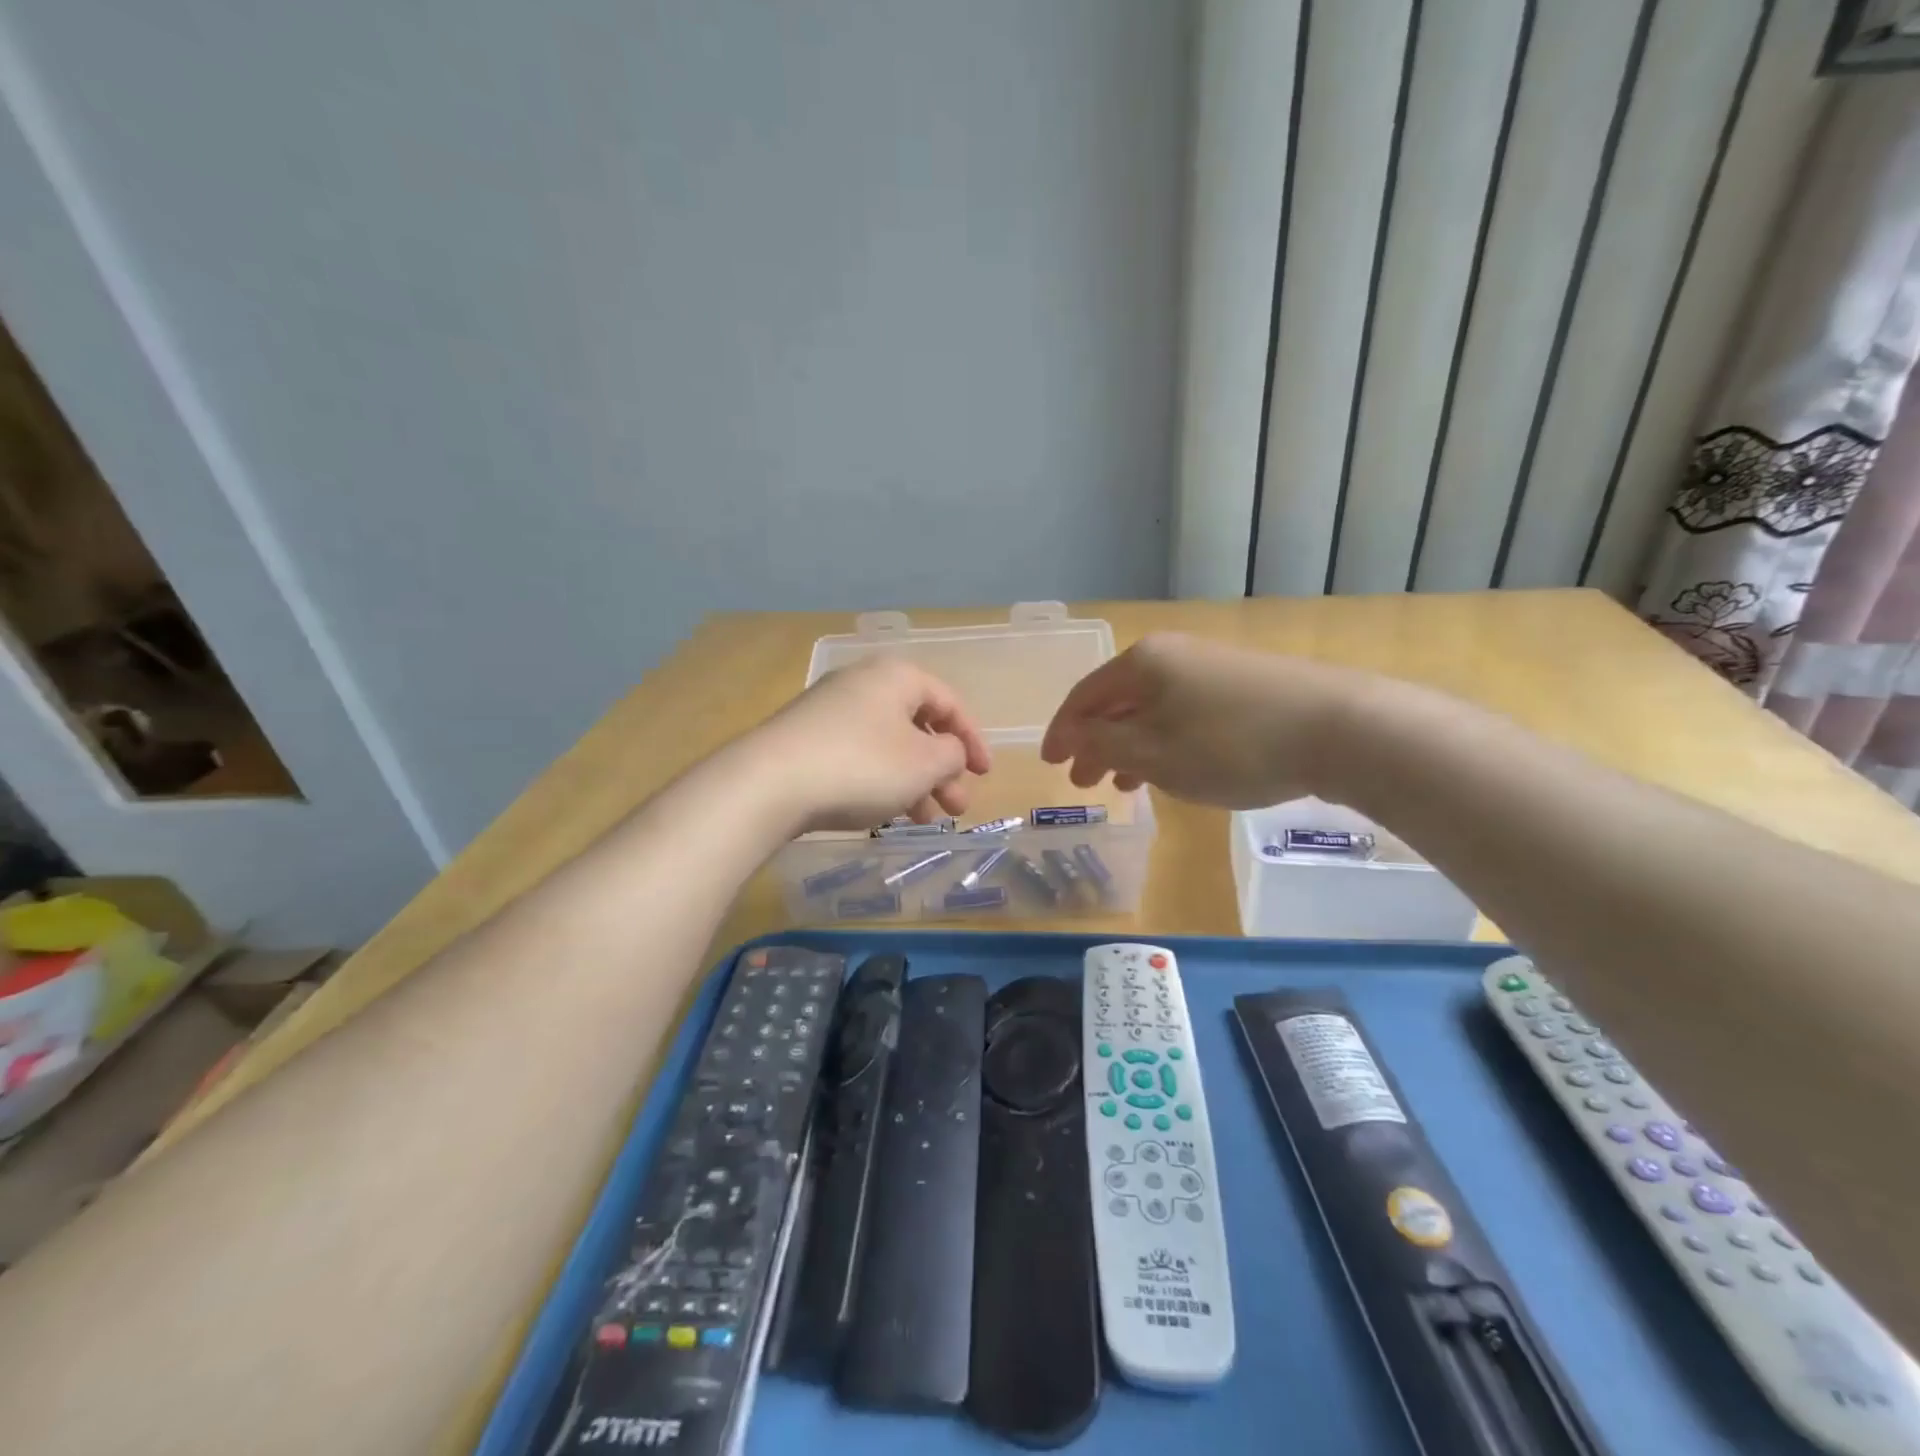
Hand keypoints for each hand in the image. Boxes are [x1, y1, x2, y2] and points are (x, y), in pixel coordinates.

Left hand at [750, 655, 991, 832]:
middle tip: (957, 807)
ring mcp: (830, 711)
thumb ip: (952, 754)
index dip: (973, 740)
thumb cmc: (862, 765)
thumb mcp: (924, 763)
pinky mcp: (807, 741)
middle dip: (943, 770)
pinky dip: (882, 782)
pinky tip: (888, 813)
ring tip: (927, 820)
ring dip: (915, 782)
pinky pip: (859, 757)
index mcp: (896, 677)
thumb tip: (949, 752)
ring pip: (889, 746)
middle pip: (917, 726)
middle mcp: (863, 684)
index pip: (949, 703)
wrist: (769, 784)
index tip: (985, 774)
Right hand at [1040, 632, 1367, 808]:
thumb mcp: (1153, 753)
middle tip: (1084, 782)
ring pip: (1152, 709)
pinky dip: (1163, 742)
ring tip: (1123, 785)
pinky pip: (1183, 713)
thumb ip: (1103, 744)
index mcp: (1142, 663)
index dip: (1062, 731)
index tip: (1050, 764)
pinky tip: (1170, 767)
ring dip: (1129, 746)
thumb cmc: (1230, 745)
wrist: (1338, 729)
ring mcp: (1210, 667)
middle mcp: (1172, 654)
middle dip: (1095, 742)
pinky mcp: (1242, 685)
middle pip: (1117, 701)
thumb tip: (1075, 736)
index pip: (1084, 696)